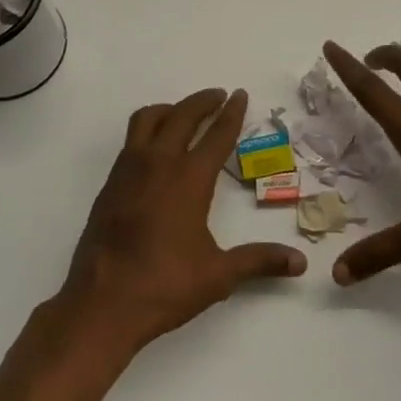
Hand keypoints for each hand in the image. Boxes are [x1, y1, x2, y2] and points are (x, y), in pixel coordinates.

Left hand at [59, 88, 307, 354]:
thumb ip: (259, 261)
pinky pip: (130, 141)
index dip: (231, 113)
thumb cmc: (164, 286)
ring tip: (184, 114)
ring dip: (170, 109)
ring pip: (147, 119)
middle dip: (202, 102)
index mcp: (188, 179)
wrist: (101, 305)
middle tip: (218, 96)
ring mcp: (128, 172)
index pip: (216, 135)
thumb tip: (300, 262)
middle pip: (181, 116)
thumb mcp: (218, 275)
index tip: (239, 95)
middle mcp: (157, 164)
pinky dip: (148, 131)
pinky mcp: (109, 185)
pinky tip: (156, 151)